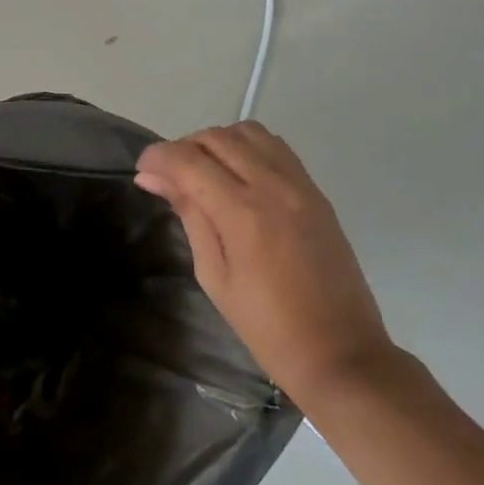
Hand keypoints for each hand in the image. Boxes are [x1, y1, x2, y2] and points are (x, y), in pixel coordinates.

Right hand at [135, 123, 393, 397]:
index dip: (158, 157)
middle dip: (184, 147)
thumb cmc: (266, 326)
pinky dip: (249, 149)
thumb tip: (153, 177)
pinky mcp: (316, 191)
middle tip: (170, 176)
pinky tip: (239, 177)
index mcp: (242, 213)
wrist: (341, 352)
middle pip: (217, 137)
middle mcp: (273, 186)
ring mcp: (300, 184)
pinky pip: (276, 147)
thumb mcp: (214, 275)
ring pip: (249, 132)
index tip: (142, 170)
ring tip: (205, 172)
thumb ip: (189, 215)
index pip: (188, 160)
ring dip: (218, 142)